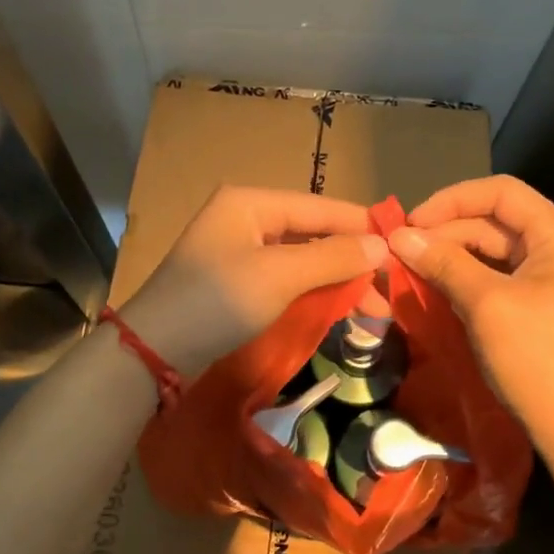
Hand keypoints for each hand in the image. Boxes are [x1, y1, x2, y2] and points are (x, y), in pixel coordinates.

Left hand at [121, 186, 387, 376]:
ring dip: (333, 279)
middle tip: (387, 289)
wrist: (154, 351)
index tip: (400, 247)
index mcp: (251, 203)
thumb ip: (333, 258)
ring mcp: (236, 251)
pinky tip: (335, 307)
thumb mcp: (280, 276)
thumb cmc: (218, 301)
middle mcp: (244, 218)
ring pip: (299, 258)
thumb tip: (381, 245)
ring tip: (370, 307)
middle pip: (311, 233)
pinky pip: (283, 278)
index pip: (319, 207)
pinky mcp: (233, 282)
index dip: (360, 226)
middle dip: (350, 260)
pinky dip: (310, 291)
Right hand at [389, 176, 553, 457]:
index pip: (502, 192)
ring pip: (495, 247)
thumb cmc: (536, 358)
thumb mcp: (486, 304)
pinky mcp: (544, 300)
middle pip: (497, 219)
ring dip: (453, 253)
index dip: (452, 200)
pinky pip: (500, 274)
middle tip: (402, 249)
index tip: (411, 223)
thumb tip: (399, 235)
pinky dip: (468, 275)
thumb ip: (444, 262)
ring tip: (411, 266)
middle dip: (447, 230)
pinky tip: (436, 284)